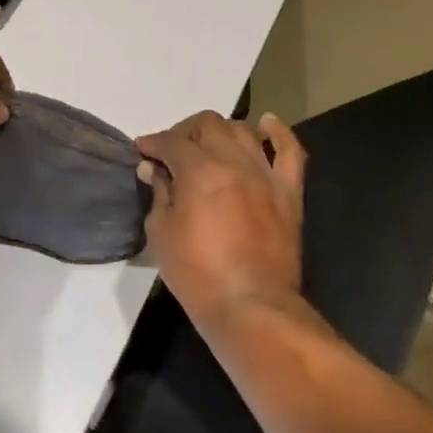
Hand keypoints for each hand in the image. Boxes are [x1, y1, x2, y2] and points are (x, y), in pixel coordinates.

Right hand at [135, 110, 308, 338]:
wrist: (251, 307)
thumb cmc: (197, 274)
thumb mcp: (161, 233)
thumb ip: (159, 194)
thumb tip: (155, 170)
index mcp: (199, 170)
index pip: (171, 141)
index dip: (152, 143)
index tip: (142, 151)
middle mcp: (234, 162)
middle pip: (208, 125)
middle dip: (184, 132)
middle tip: (173, 151)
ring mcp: (265, 175)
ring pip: (243, 131)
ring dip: (221, 131)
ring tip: (209, 144)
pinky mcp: (289, 192)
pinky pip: (290, 152)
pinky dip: (278, 133)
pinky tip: (266, 124)